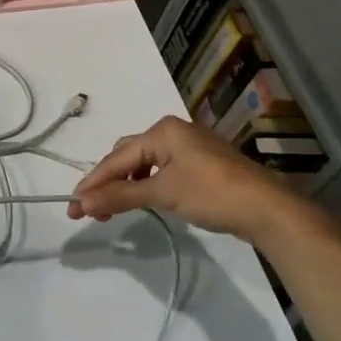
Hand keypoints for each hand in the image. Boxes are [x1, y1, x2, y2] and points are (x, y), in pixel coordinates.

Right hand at [67, 116, 316, 246]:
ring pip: (144, 164)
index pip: (117, 158)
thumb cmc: (212, 193)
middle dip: (107, 182)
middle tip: (92, 210)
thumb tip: (82, 202)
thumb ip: (120, 196)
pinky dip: (145, 185)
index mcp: (162, 130)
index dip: (93, 183)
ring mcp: (189, 147)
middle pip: (127, 156)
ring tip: (112, 210)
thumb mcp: (163, 193)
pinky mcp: (200, 165)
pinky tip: (142, 200)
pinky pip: (161, 170)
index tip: (73, 206)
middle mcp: (173, 132)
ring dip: (125, 186)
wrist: (268, 209)